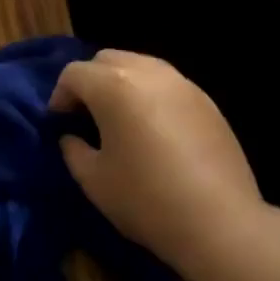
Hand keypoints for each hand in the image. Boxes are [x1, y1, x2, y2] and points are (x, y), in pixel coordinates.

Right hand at [51, 50, 264, 280]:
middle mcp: (148, 72)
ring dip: (121, 84)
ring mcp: (182, 83)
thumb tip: (72, 137)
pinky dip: (150, 95)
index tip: (59, 123)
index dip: (60, 96)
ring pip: (140, 65)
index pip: (74, 73)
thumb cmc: (146, 200)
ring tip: (120, 120)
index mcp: (113, 85)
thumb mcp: (94, 181)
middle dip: (90, 82)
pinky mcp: (206, 100)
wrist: (220, 222)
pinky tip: (154, 130)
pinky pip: (167, 84)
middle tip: (86, 116)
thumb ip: (73, 150)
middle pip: (107, 59)